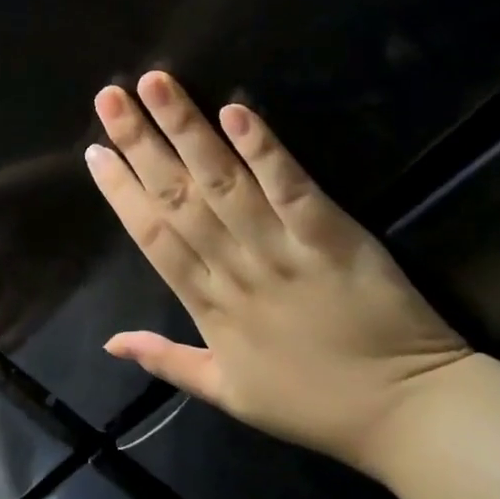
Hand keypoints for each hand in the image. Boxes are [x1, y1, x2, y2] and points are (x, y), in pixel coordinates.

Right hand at [84, 71, 471, 474]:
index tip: (94, 153)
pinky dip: (265, 150)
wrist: (405, 414)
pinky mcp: (334, 235)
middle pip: (178, 199)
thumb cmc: (312, 404)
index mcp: (207, 307)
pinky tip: (236, 111)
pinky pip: (292, 188)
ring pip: (223, 184)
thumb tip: (109, 343)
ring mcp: (283, 250)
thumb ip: (166, 360)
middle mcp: (234, 271)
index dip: (121, 193)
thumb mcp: (226, 393)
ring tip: (156, 84)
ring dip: (187, 131)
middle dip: (141, 145)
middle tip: (109, 98)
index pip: (152, 238)